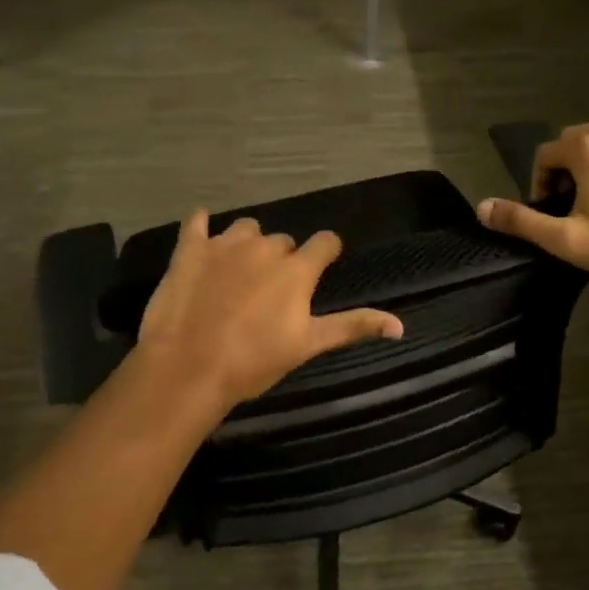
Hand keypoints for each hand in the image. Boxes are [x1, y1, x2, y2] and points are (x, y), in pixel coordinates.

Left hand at [135, 212, 403, 409]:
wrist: (188, 367)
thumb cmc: (253, 361)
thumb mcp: (308, 345)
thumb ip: (352, 327)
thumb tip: (401, 325)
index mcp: (296, 270)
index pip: (325, 243)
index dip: (327, 251)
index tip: (323, 263)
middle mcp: (264, 247)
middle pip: (283, 240)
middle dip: (282, 258)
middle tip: (270, 289)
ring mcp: (224, 244)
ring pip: (245, 228)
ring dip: (247, 243)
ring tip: (237, 270)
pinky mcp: (189, 249)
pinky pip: (196, 222)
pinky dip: (200, 226)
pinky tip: (200, 236)